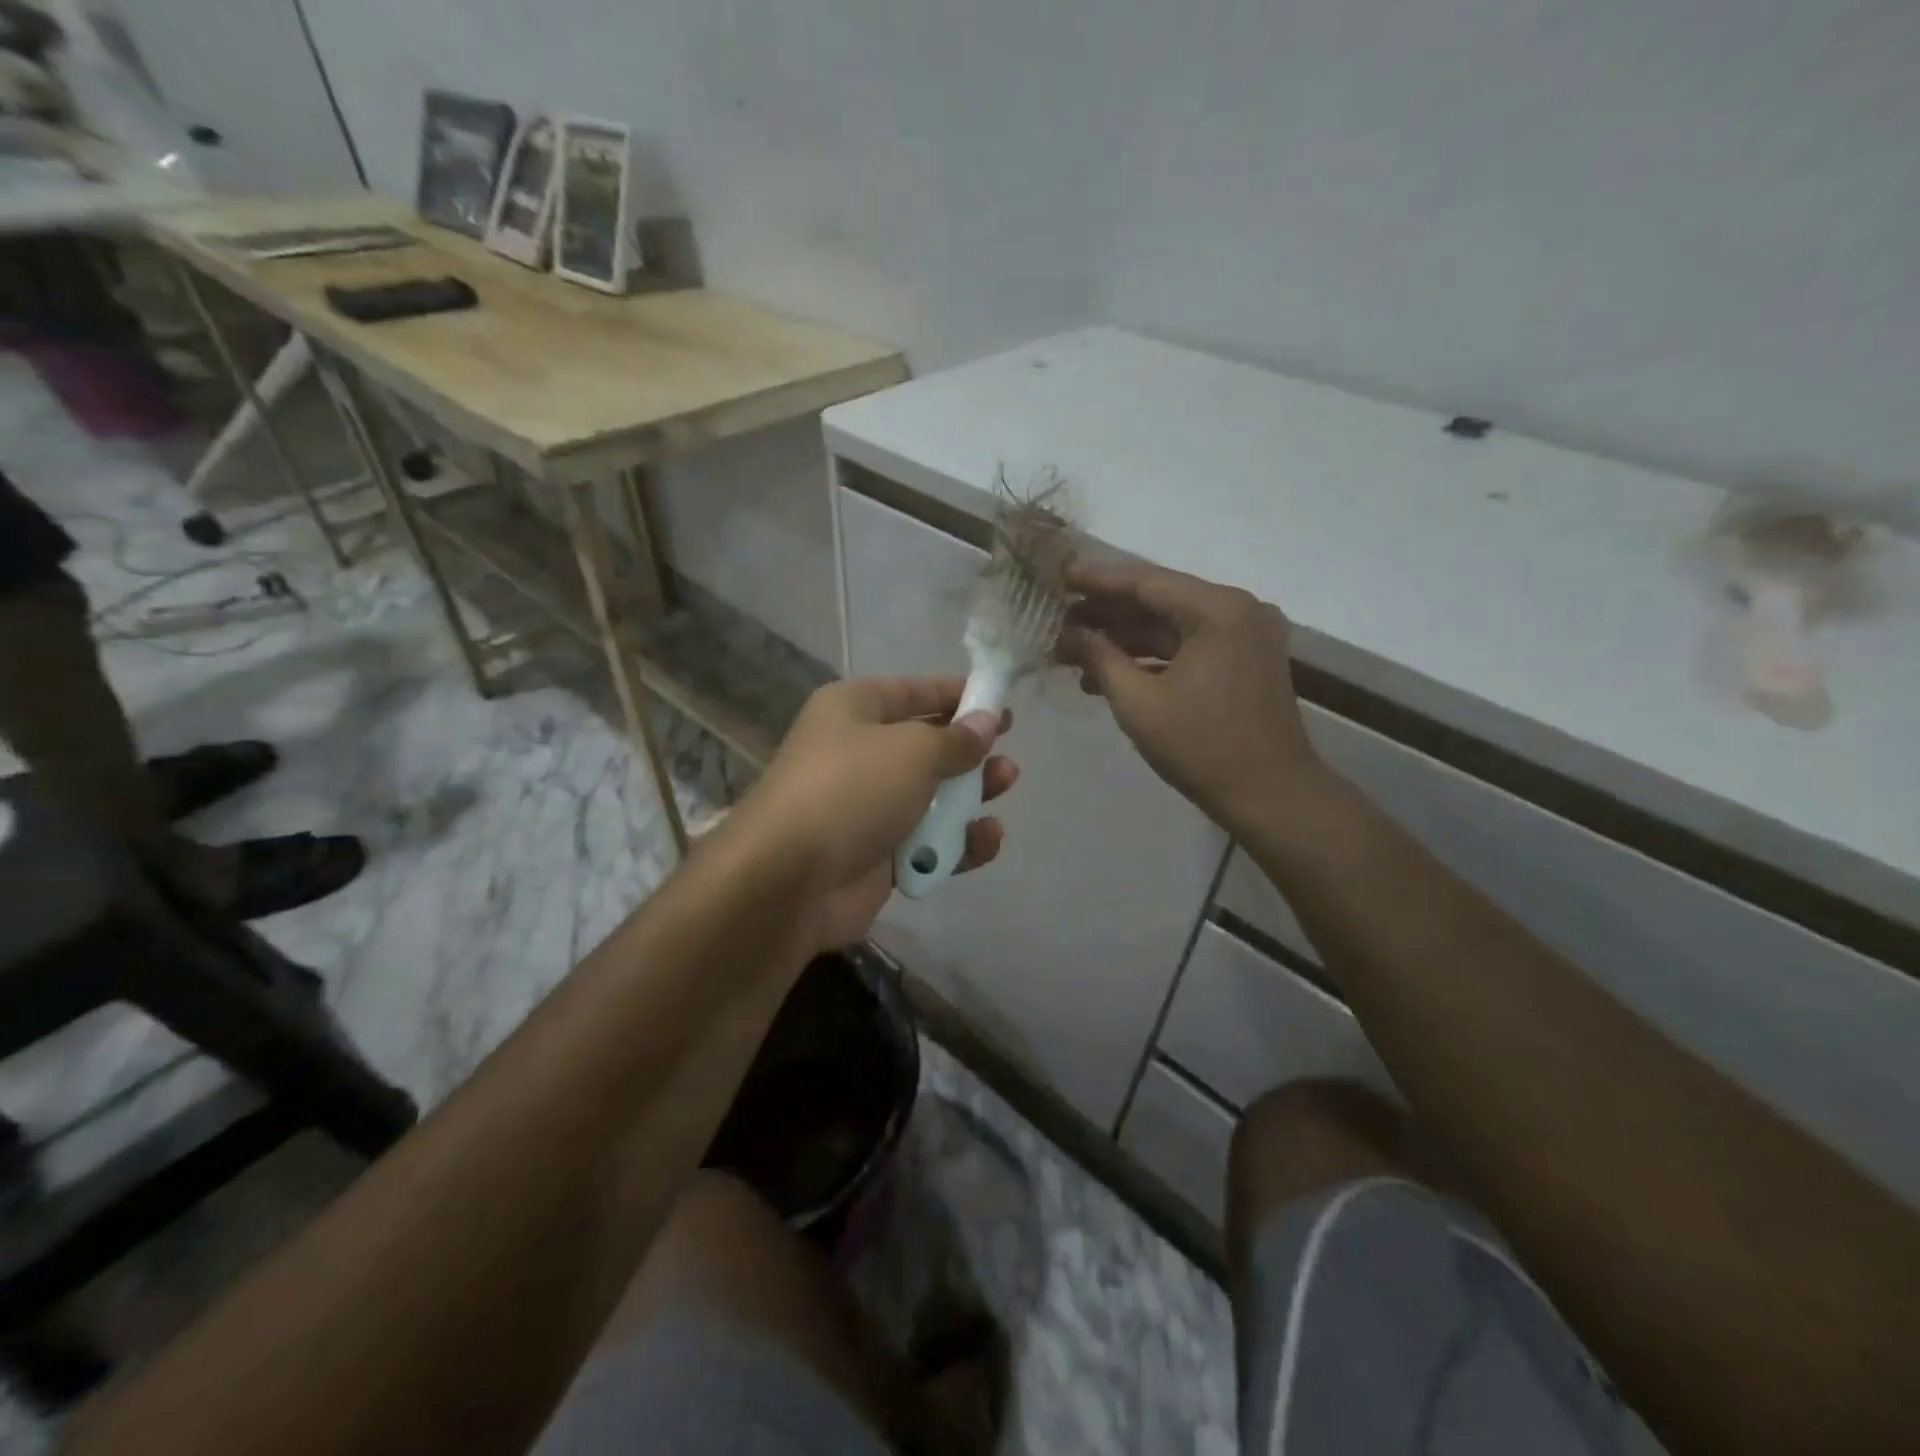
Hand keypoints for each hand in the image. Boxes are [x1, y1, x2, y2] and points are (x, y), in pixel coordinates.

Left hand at [730, 676, 1017, 949]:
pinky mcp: (875, 857)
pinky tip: (988, 839)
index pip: (913, 691)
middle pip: (924, 746)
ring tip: (1005, 784)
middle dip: (968, 749)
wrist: (790, 880)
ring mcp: (865, 809)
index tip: (999, 701)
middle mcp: (856, 754)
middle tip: (1005, 750)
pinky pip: (925, 844)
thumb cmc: (852, 790)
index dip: (956, 694)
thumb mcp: (913, 751)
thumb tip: (986, 722)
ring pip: (929, 797)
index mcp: (853, 711)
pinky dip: (956, 843)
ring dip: (969, 794)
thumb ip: (956, 739)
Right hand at [1056, 557, 1324, 838]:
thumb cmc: (1202, 747)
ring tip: (1074, 654)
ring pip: (1172, 626)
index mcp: (1218, 610)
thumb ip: (1100, 658)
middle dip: (1107, 613)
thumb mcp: (1138, 702)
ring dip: (1125, 639)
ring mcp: (1245, 636)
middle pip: (1160, 600)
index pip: (1145, 581)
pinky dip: (1152, 658)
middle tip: (1059, 620)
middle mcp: (1238, 610)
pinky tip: (1109, 675)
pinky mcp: (1245, 661)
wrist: (1272, 797)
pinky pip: (1190, 646)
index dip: (1097, 579)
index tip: (1060, 575)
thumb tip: (1069, 634)